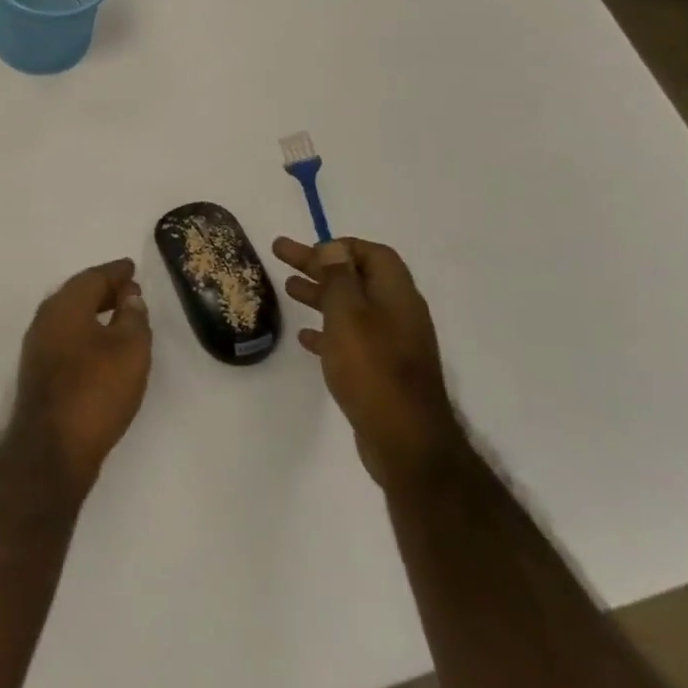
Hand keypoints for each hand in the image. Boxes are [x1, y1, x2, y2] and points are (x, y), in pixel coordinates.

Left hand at [11, 259, 152, 494]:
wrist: (52, 447)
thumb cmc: (96, 391)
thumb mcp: (129, 350)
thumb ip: (132, 317)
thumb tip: (129, 296)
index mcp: (65, 305)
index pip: (93, 277)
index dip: (115, 272)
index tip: (132, 268)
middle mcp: (46, 319)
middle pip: (78, 294)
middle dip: (104, 290)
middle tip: (130, 291)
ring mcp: (38, 346)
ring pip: (70, 317)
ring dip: (94, 312)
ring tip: (121, 317)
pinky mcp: (39, 371)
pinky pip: (66, 337)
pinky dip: (86, 332)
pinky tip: (102, 347)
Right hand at [273, 237, 463, 491]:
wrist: (405, 441)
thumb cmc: (372, 369)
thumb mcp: (349, 316)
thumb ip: (339, 279)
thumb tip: (335, 248)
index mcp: (396, 296)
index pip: (374, 254)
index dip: (341, 246)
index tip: (308, 249)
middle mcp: (398, 314)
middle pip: (357, 278)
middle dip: (320, 265)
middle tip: (281, 254)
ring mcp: (392, 344)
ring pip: (352, 307)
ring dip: (321, 294)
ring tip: (288, 289)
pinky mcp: (382, 370)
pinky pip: (351, 338)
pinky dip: (328, 330)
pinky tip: (305, 336)